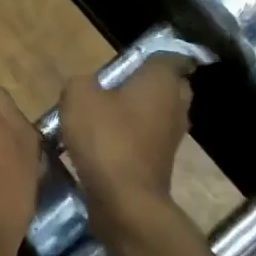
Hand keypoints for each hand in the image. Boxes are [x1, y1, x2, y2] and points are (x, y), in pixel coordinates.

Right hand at [58, 57, 190, 213]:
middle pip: (167, 86)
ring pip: (158, 114)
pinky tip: (106, 143)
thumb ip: (81, 82)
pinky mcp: (163, 162)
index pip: (168, 56)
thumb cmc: (106, 138)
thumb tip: (86, 86)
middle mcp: (177, 105)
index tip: (127, 60)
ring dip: (138, 113)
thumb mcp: (78, 97)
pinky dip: (133, 138)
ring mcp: (173, 136)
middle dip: (145, 85)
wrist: (125, 200)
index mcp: (162, 81)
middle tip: (114, 87)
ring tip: (104, 116)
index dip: (149, 55)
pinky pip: (149, 139)